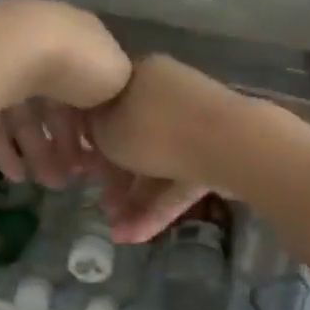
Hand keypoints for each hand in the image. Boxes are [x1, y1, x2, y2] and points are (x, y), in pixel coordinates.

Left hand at [0, 0, 129, 188]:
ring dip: (40, 151)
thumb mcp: (119, 76)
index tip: (98, 157)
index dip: (95, 123)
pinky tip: (16, 174)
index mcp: (83, 39)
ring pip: (28, 113)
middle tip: (70, 178)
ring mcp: (10, 60)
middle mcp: (47, 43)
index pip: (91, 85)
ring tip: (48, 183)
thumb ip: (119, 92)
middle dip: (66, 144)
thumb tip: (108, 108)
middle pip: (58, 103)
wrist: (16, 48)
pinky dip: (7, 148)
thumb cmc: (79, 62)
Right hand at [88, 56, 245, 242]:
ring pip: (157, 162)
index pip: (108, 101)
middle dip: (115, 177)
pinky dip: (160, 205)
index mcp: (141, 73)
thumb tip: (92, 131)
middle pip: (134, 136)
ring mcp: (195, 123)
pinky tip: (137, 236)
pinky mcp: (215, 153)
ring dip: (135, 199)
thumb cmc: (155, 129)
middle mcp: (168, 93)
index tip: (80, 164)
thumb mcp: (106, 129)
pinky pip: (180, 178)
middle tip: (101, 203)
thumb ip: (93, 131)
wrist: (229, 143)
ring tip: (118, 232)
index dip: (89, 135)